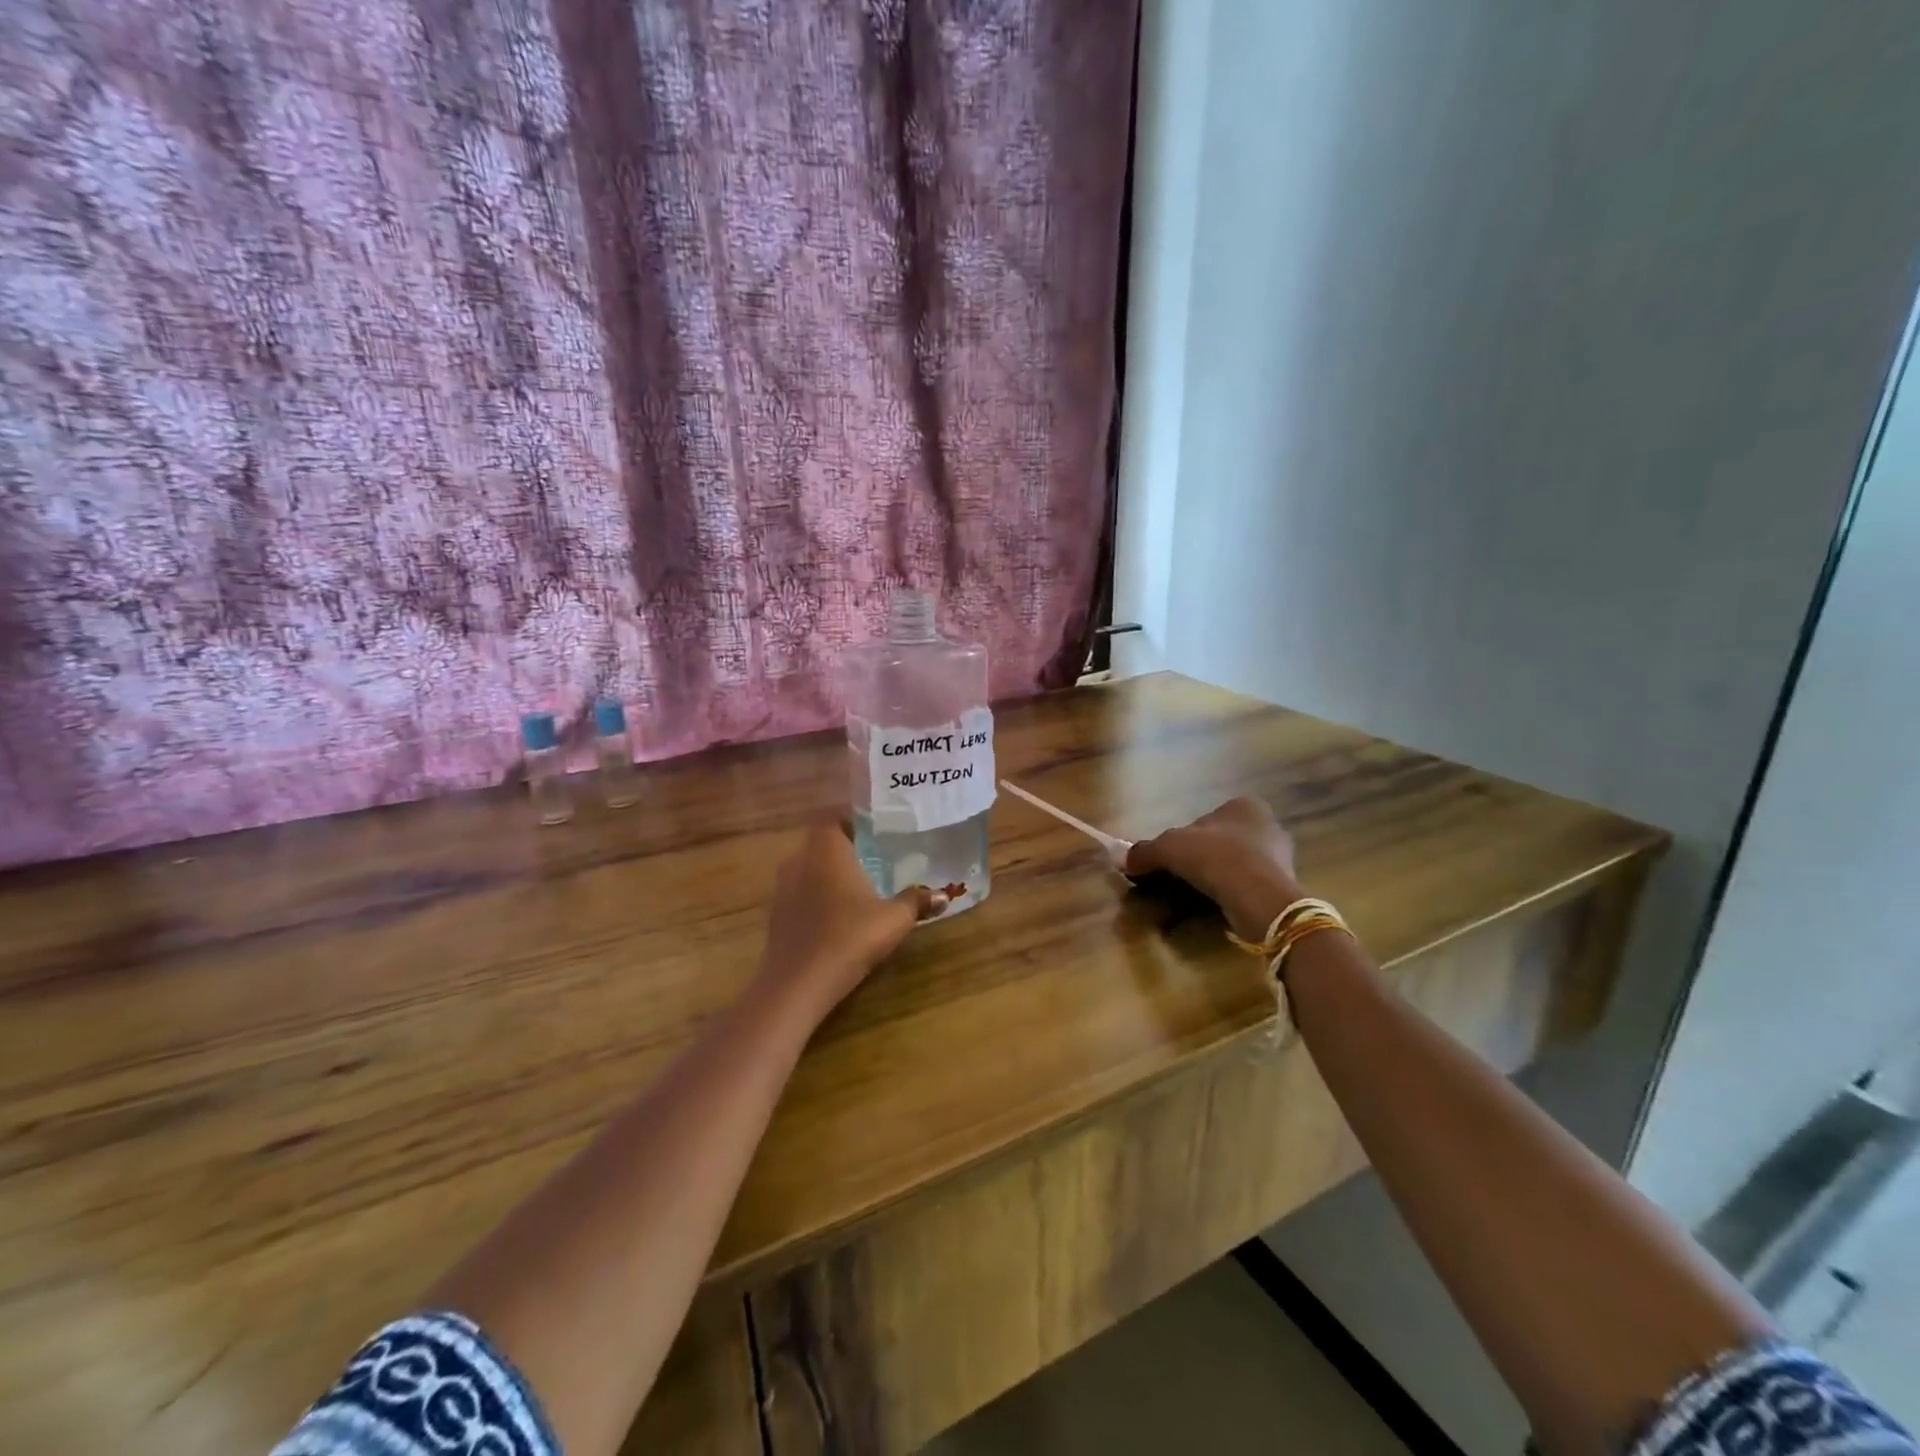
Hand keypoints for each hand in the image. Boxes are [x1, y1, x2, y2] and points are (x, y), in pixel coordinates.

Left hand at [757, 819, 946, 1016]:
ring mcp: (782, 888)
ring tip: (861, 885)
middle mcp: (799, 860)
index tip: (876, 828)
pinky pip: (801, 893)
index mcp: (825, 849)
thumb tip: (942, 895)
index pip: (832, 815)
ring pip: (809, 868)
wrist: (797, 984)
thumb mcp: (892, 919)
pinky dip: (819, 896)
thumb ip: (916, 902)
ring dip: (831, 873)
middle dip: (847, 846)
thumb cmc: (848, 937)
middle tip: (876, 856)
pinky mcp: (777, 915)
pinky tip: (839, 915)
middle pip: (821, 841)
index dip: (851, 818)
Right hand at [1126, 798, 1302, 941]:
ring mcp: (1281, 857)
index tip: (1171, 858)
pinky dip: (1233, 893)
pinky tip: (1220, 905)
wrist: (1260, 898)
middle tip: (1182, 876)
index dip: (1184, 837)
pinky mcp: (1284, 886)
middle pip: (1222, 840)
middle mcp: (1268, 825)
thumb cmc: (1215, 858)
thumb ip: (1145, 851)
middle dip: (1203, 857)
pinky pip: (1249, 886)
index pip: (1205, 818)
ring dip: (1218, 876)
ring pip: (1237, 863)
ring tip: (1199, 894)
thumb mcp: (1169, 848)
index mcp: (1244, 805)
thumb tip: (1121, 859)